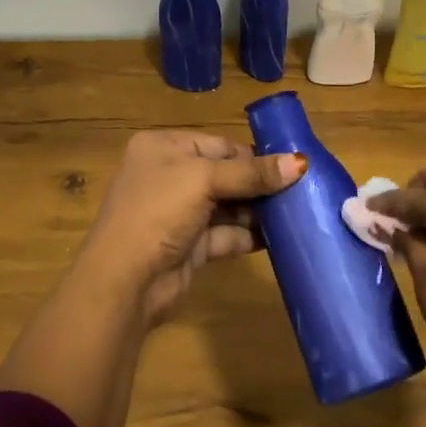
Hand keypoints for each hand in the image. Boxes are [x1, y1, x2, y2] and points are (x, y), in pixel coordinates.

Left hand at [77, 130, 305, 323]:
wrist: (125, 281)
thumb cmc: (158, 212)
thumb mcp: (204, 181)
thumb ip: (252, 173)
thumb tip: (301, 163)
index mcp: (163, 148)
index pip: (217, 144)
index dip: (252, 155)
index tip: (291, 166)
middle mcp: (169, 176)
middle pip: (225, 174)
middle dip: (259, 184)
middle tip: (300, 191)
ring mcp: (178, 213)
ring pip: (227, 205)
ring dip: (258, 210)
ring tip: (296, 212)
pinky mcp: (189, 246)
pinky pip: (226, 234)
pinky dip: (249, 235)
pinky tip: (279, 237)